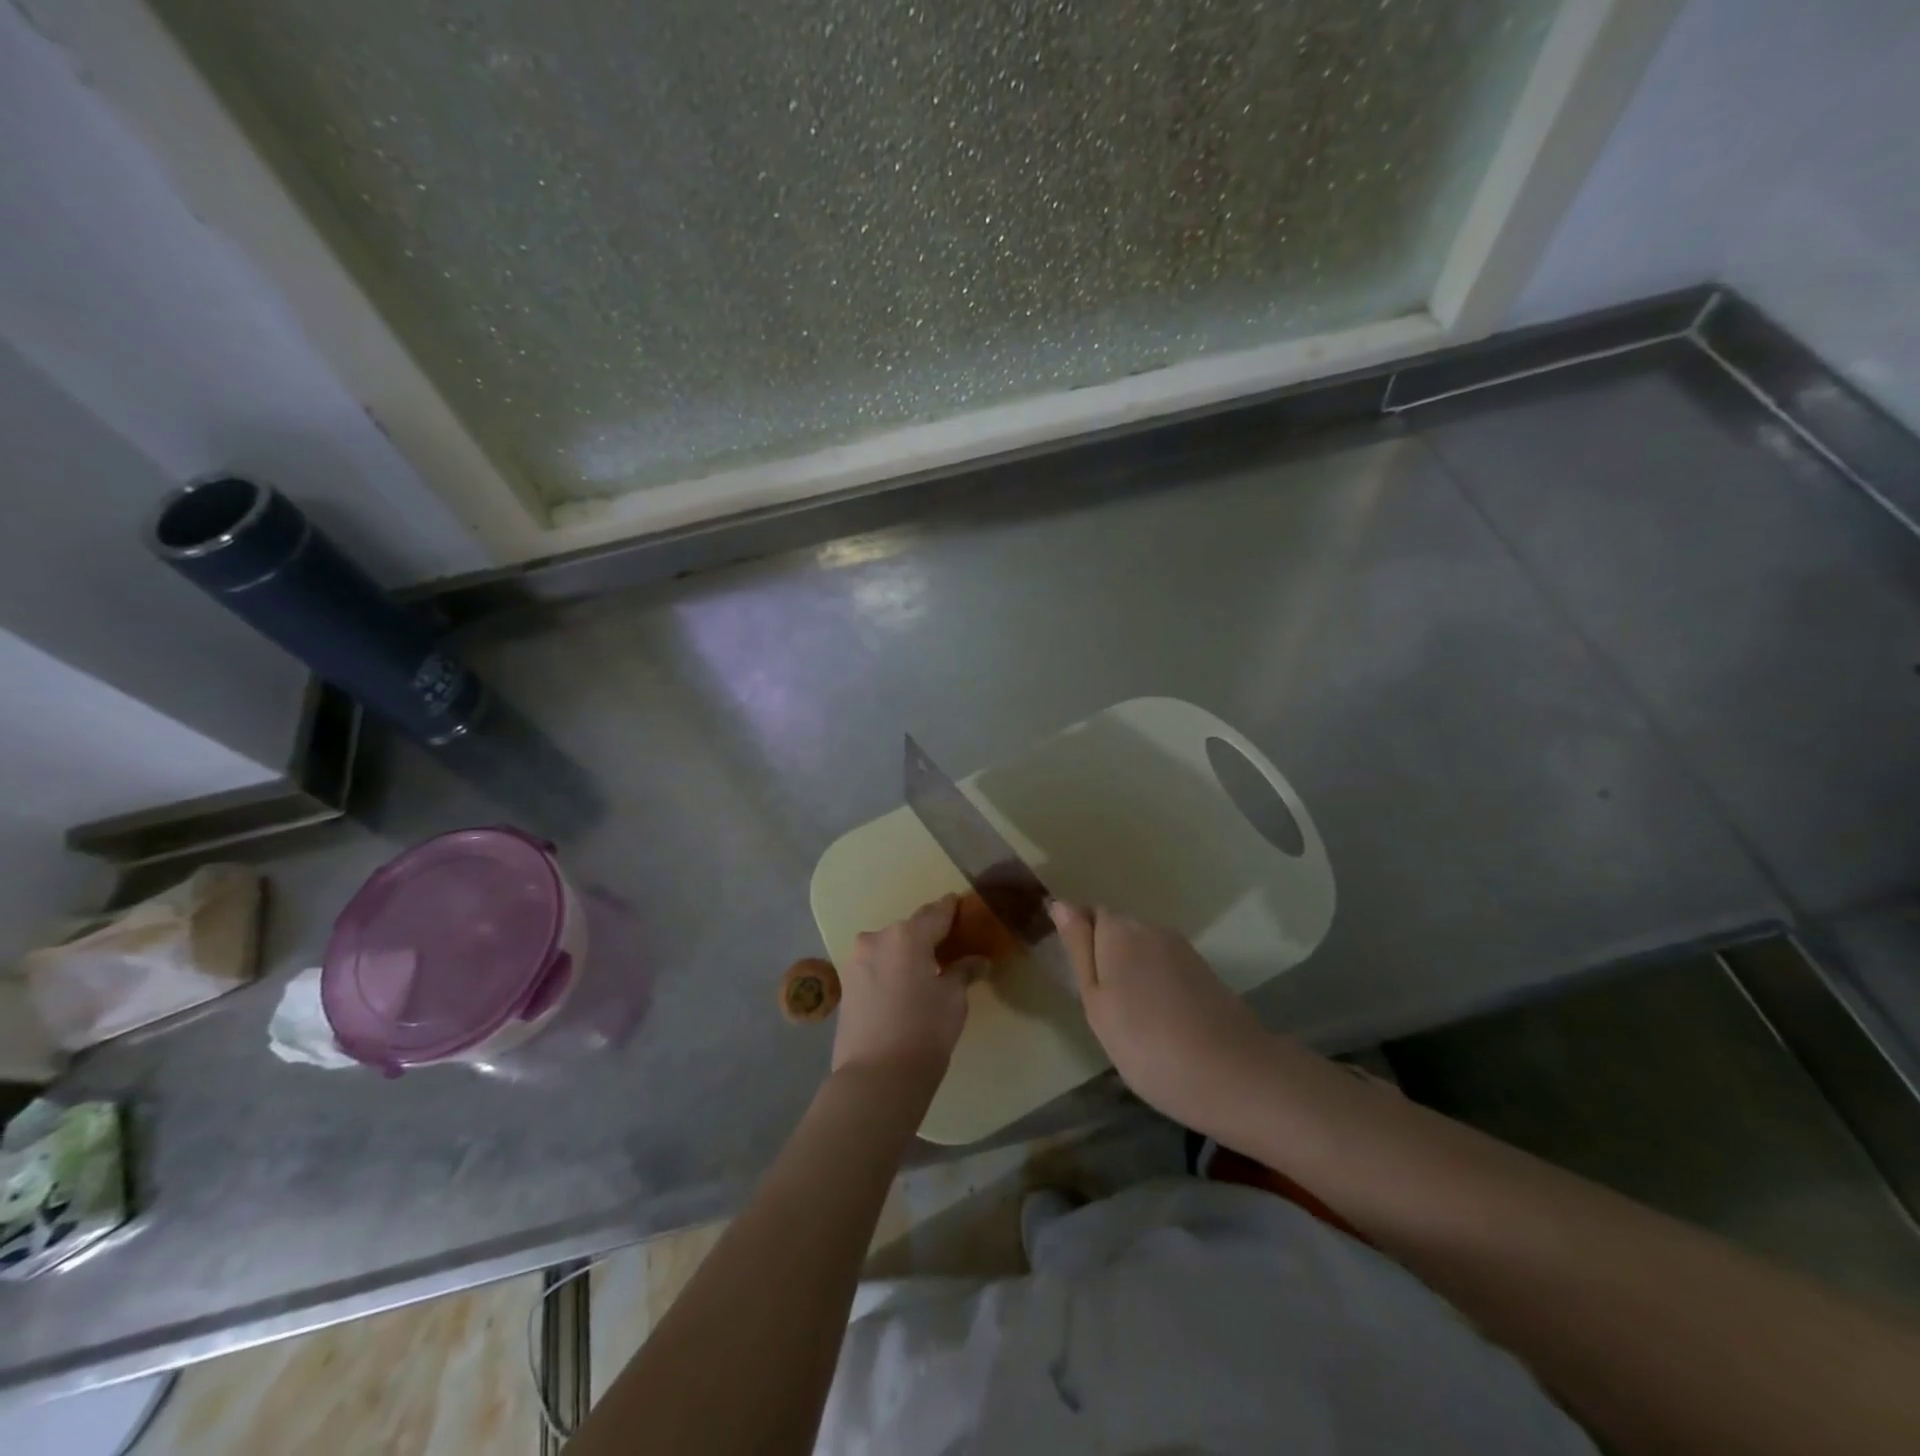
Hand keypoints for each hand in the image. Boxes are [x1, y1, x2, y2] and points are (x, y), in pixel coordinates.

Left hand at [831, 895, 973, 1082]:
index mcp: (907, 935)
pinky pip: (876, 965)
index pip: (936, 912)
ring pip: (890, 947)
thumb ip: (963, 972)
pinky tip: (905, 988)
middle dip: (929, 936)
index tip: (964, 908)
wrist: (875, 1078)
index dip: (953, 909)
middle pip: (910, 929)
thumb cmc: (924, 1032)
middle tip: (951, 949)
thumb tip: (978, 961)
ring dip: (908, 954)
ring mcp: (856, 961)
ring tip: (927, 972)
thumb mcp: (953, 1000)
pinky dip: (892, 969)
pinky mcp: (846, 984)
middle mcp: (877, 938)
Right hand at [1050, 901, 1270, 1130]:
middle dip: (1106, 958)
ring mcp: (1183, 949)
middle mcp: (1151, 928)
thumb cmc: (1146, 1043)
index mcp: (1119, 930)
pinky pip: (1167, 968)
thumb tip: (1061, 903)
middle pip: (1117, 931)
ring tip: (1132, 1022)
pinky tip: (1161, 1023)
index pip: (1088, 915)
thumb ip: (1078, 949)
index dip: (1079, 943)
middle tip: (1102, 1009)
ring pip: (1143, 951)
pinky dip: (1157, 987)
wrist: (1233, 1076)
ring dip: (1133, 974)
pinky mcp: (1205, 972)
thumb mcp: (1096, 1002)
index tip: (1079, 980)